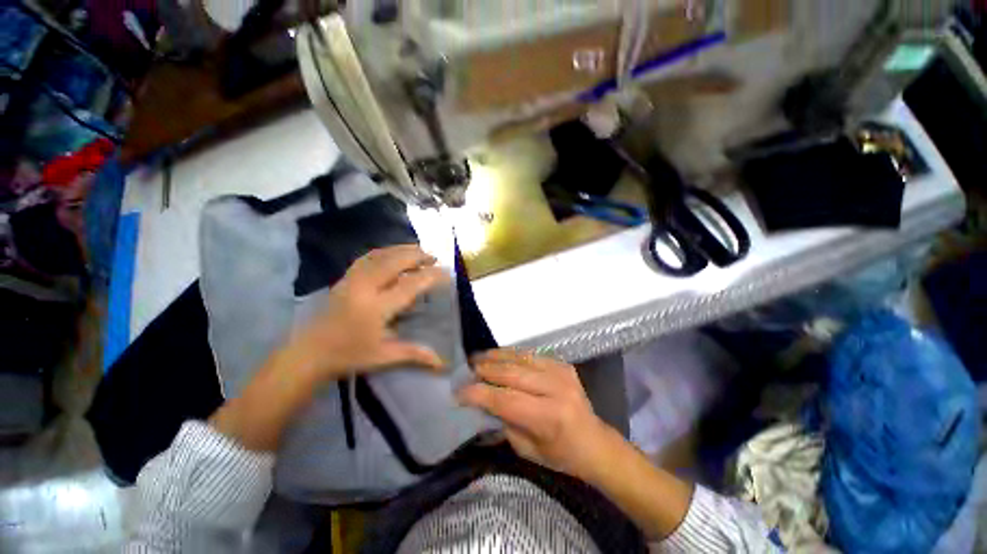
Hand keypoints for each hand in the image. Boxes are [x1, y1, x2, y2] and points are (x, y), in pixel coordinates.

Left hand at [290, 244, 450, 380]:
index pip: (410, 285)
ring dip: (402, 250)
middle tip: (434, 257)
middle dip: (417, 256)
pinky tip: (393, 253)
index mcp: (377, 307)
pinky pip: (367, 257)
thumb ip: (415, 354)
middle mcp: (365, 288)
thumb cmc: (349, 355)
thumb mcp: (384, 356)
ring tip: (418, 250)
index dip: (431, 276)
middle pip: (395, 262)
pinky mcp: (344, 278)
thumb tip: (443, 363)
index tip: (447, 273)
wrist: (309, 353)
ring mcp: (352, 280)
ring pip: (380, 255)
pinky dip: (384, 251)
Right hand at [458, 349, 617, 480]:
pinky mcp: (563, 364)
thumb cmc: (561, 454)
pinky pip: (532, 354)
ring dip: (497, 356)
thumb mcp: (527, 450)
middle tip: (467, 368)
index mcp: (549, 417)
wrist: (595, 442)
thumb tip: (483, 400)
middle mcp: (556, 389)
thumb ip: (504, 422)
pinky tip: (500, 356)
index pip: (505, 400)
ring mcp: (561, 372)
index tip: (459, 391)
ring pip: (521, 358)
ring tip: (479, 357)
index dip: (479, 393)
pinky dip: (512, 354)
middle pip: (512, 374)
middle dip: (485, 370)